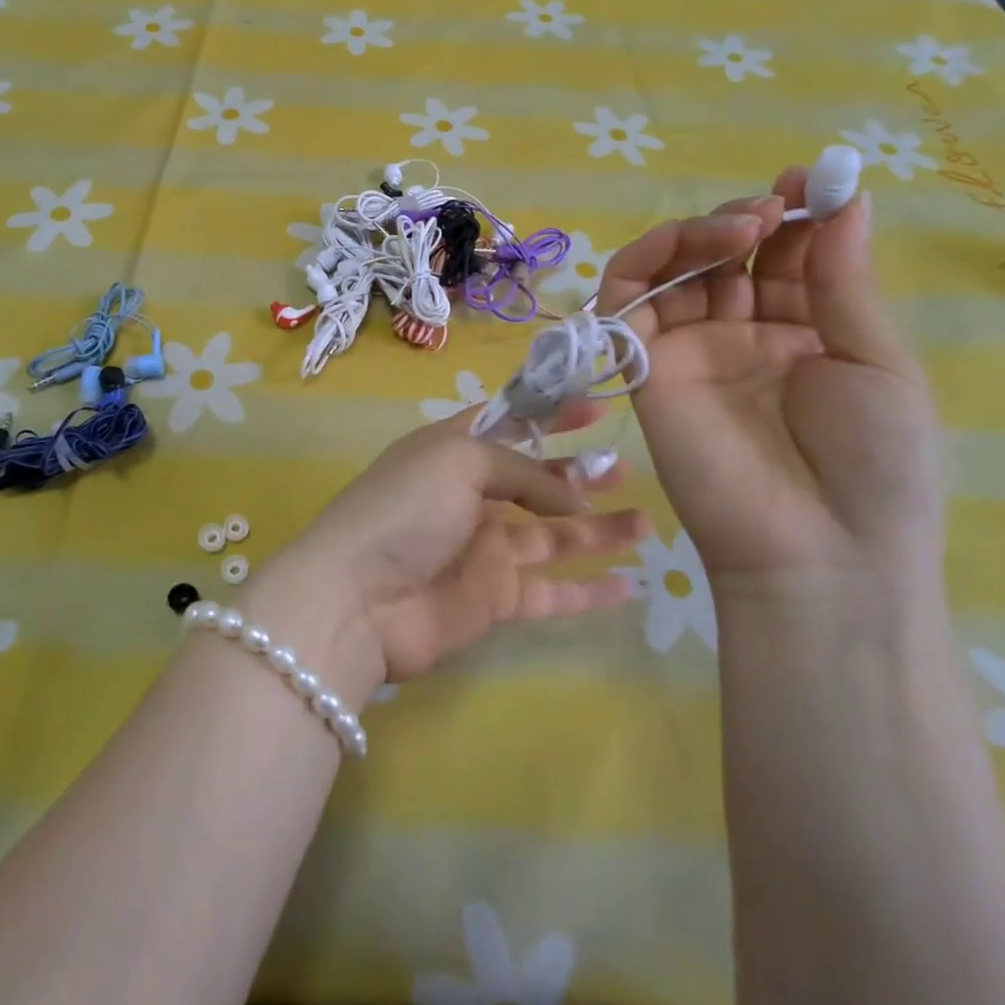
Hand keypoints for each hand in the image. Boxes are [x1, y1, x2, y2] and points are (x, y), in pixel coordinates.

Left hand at [258, 409, 645, 695]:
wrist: (358, 600)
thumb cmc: (404, 510)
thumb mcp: (458, 461)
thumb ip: (521, 470)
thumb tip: (572, 495)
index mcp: (452, 451)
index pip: (509, 422)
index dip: (551, 412)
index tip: (598, 405)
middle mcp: (469, 496)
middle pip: (535, 480)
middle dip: (578, 472)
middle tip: (626, 468)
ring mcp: (483, 549)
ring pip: (553, 535)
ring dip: (598, 527)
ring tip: (646, 521)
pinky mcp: (494, 598)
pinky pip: (552, 591)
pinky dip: (590, 590)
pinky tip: (632, 585)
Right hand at [597, 170, 945, 601]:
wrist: (819, 552)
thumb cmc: (874, 464)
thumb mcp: (875, 361)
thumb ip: (841, 281)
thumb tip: (845, 200)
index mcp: (804, 334)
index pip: (785, 258)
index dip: (795, 215)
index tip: (810, 180)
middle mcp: (740, 335)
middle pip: (724, 256)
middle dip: (747, 220)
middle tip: (772, 208)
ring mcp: (689, 349)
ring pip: (671, 269)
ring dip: (699, 234)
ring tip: (741, 227)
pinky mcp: (644, 366)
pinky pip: (626, 302)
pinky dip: (645, 262)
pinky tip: (687, 246)